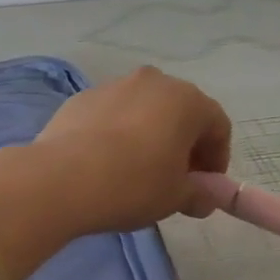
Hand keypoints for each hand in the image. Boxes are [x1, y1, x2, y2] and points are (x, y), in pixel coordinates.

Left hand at [35, 67, 231, 233]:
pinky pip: (110, 116)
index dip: (217, 158)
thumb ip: (200, 194)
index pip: (217, 126)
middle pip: (179, 112)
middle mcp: (152, 82)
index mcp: (186, 100)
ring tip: (135, 171)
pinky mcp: (80, 99)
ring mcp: (112, 86)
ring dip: (148, 136)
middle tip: (174, 179)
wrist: (61, 179)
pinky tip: (104, 163)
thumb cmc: (133, 185)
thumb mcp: (175, 197)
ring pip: (142, 111)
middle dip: (183, 144)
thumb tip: (206, 197)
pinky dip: (116, 134)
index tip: (205, 187)